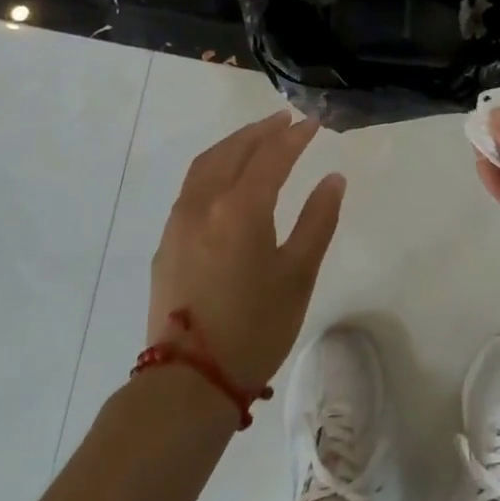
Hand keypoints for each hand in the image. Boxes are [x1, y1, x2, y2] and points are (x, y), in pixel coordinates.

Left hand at [148, 110, 346, 389]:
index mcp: (240, 207)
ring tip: (257, 137)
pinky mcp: (167, 241)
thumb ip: (318, 220)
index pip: (271, 156)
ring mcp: (179, 221)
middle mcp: (204, 202)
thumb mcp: (299, 274)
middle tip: (286, 119)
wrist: (189, 380)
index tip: (313, 122)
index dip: (294, 136)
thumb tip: (332, 179)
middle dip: (262, 131)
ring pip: (207, 164)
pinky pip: (192, 185)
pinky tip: (228, 176)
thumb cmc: (255, 327)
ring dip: (235, 144)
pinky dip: (214, 165)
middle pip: (234, 150)